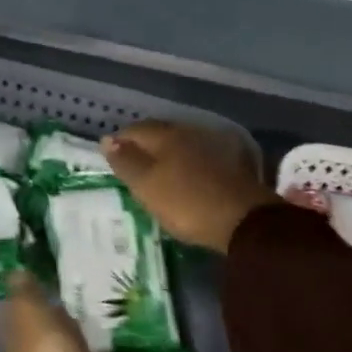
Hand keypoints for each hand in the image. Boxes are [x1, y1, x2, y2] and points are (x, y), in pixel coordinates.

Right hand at [101, 120, 278, 253]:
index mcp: (166, 135)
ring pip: (181, 144)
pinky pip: (198, 157)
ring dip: (167, 154)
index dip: (120, 142)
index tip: (111, 159)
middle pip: (159, 134)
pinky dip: (186, 164)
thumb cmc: (186, 203)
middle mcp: (189, 133)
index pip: (135, 130)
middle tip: (131, 166)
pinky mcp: (232, 163)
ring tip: (156, 173)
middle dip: (144, 145)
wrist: (245, 221)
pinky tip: (185, 177)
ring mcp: (213, 146)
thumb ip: (126, 162)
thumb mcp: (147, 186)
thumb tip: (107, 139)